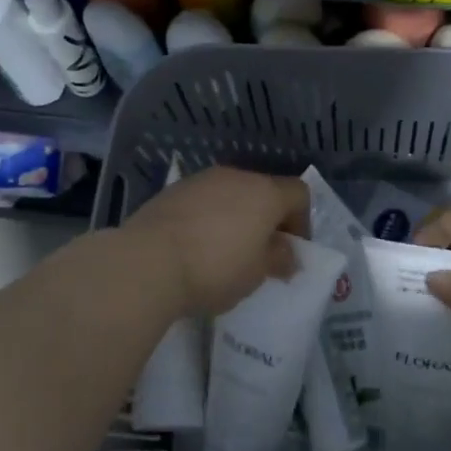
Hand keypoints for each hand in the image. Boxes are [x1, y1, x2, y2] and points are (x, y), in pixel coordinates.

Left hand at [120, 166, 310, 317]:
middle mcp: (235, 176)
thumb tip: (287, 253)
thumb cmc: (215, 268)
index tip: (290, 251)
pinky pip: (202, 201)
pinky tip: (195, 247)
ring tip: (225, 252)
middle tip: (260, 254)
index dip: (302, 222)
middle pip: (263, 191)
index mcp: (264, 192)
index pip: (299, 193)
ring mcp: (200, 180)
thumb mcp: (257, 273)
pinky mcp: (172, 191)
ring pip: (230, 194)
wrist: (148, 261)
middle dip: (266, 220)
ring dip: (235, 217)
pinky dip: (207, 218)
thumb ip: (279, 259)